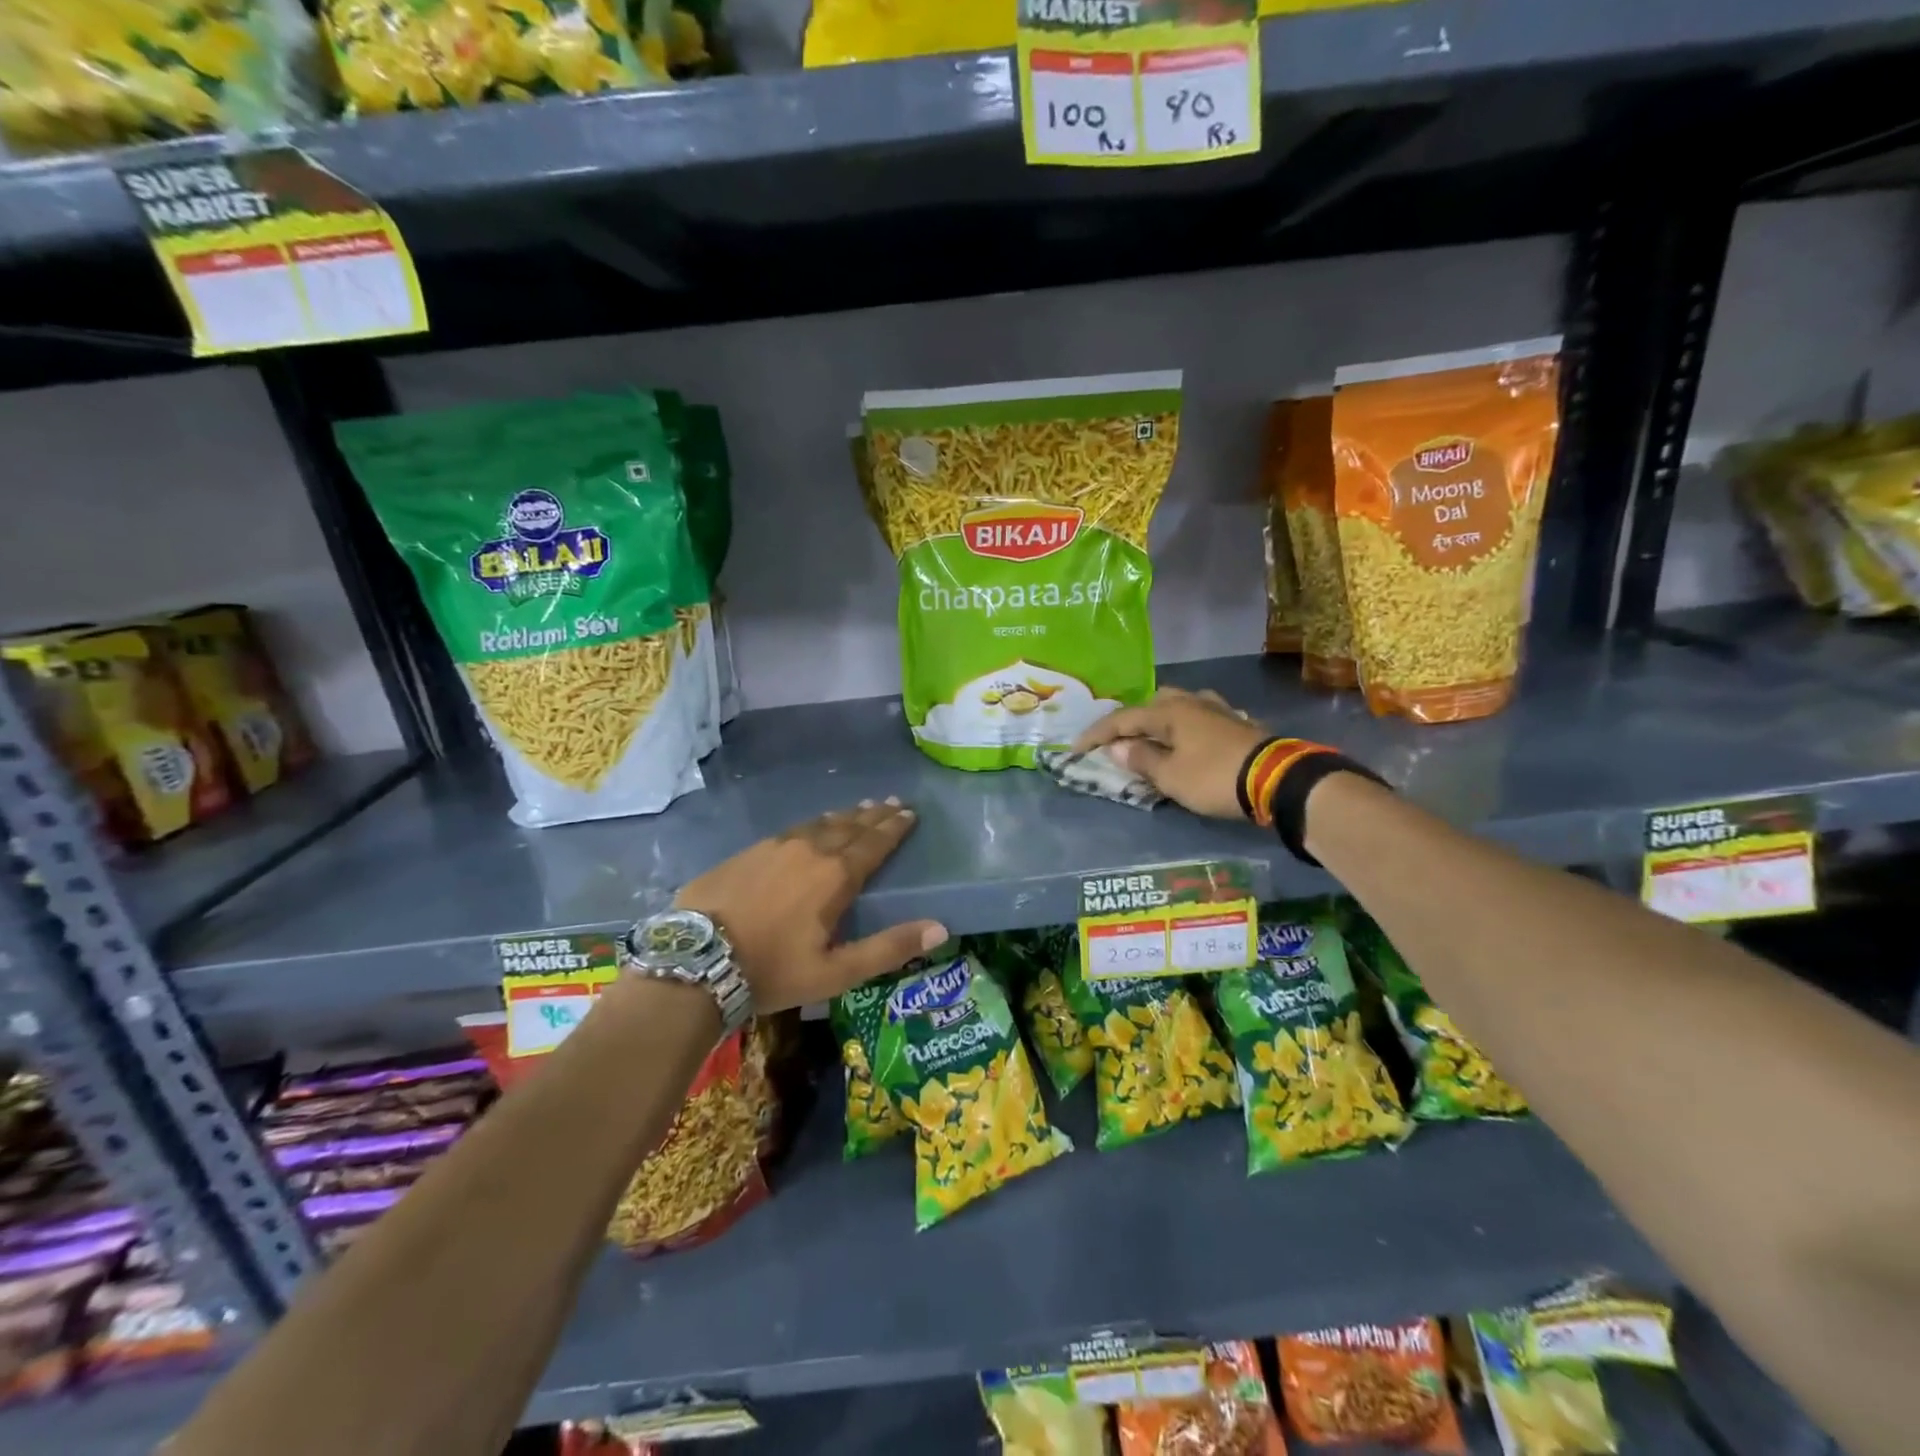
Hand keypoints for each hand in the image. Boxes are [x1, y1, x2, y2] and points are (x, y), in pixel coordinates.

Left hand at [676, 799, 946, 1011]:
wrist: (696, 961)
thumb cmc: (773, 970)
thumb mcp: (836, 971)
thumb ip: (889, 948)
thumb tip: (940, 928)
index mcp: (835, 876)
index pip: (874, 843)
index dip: (894, 828)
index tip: (909, 813)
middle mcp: (810, 850)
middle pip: (850, 826)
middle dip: (874, 815)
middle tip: (892, 802)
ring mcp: (775, 846)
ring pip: (819, 824)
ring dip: (844, 816)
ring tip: (859, 808)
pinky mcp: (748, 851)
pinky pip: (792, 829)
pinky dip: (813, 824)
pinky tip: (811, 827)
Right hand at [1073, 687, 1269, 820]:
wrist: (1278, 780)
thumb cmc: (1214, 777)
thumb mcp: (1170, 776)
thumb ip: (1141, 759)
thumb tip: (1116, 746)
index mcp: (1170, 712)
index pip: (1123, 719)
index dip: (1097, 734)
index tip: (1076, 749)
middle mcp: (1192, 702)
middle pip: (1153, 703)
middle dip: (1132, 720)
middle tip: (1118, 740)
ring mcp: (1219, 710)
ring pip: (1180, 707)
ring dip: (1161, 721)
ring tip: (1153, 738)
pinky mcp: (1238, 724)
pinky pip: (1201, 719)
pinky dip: (1186, 728)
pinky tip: (1190, 740)